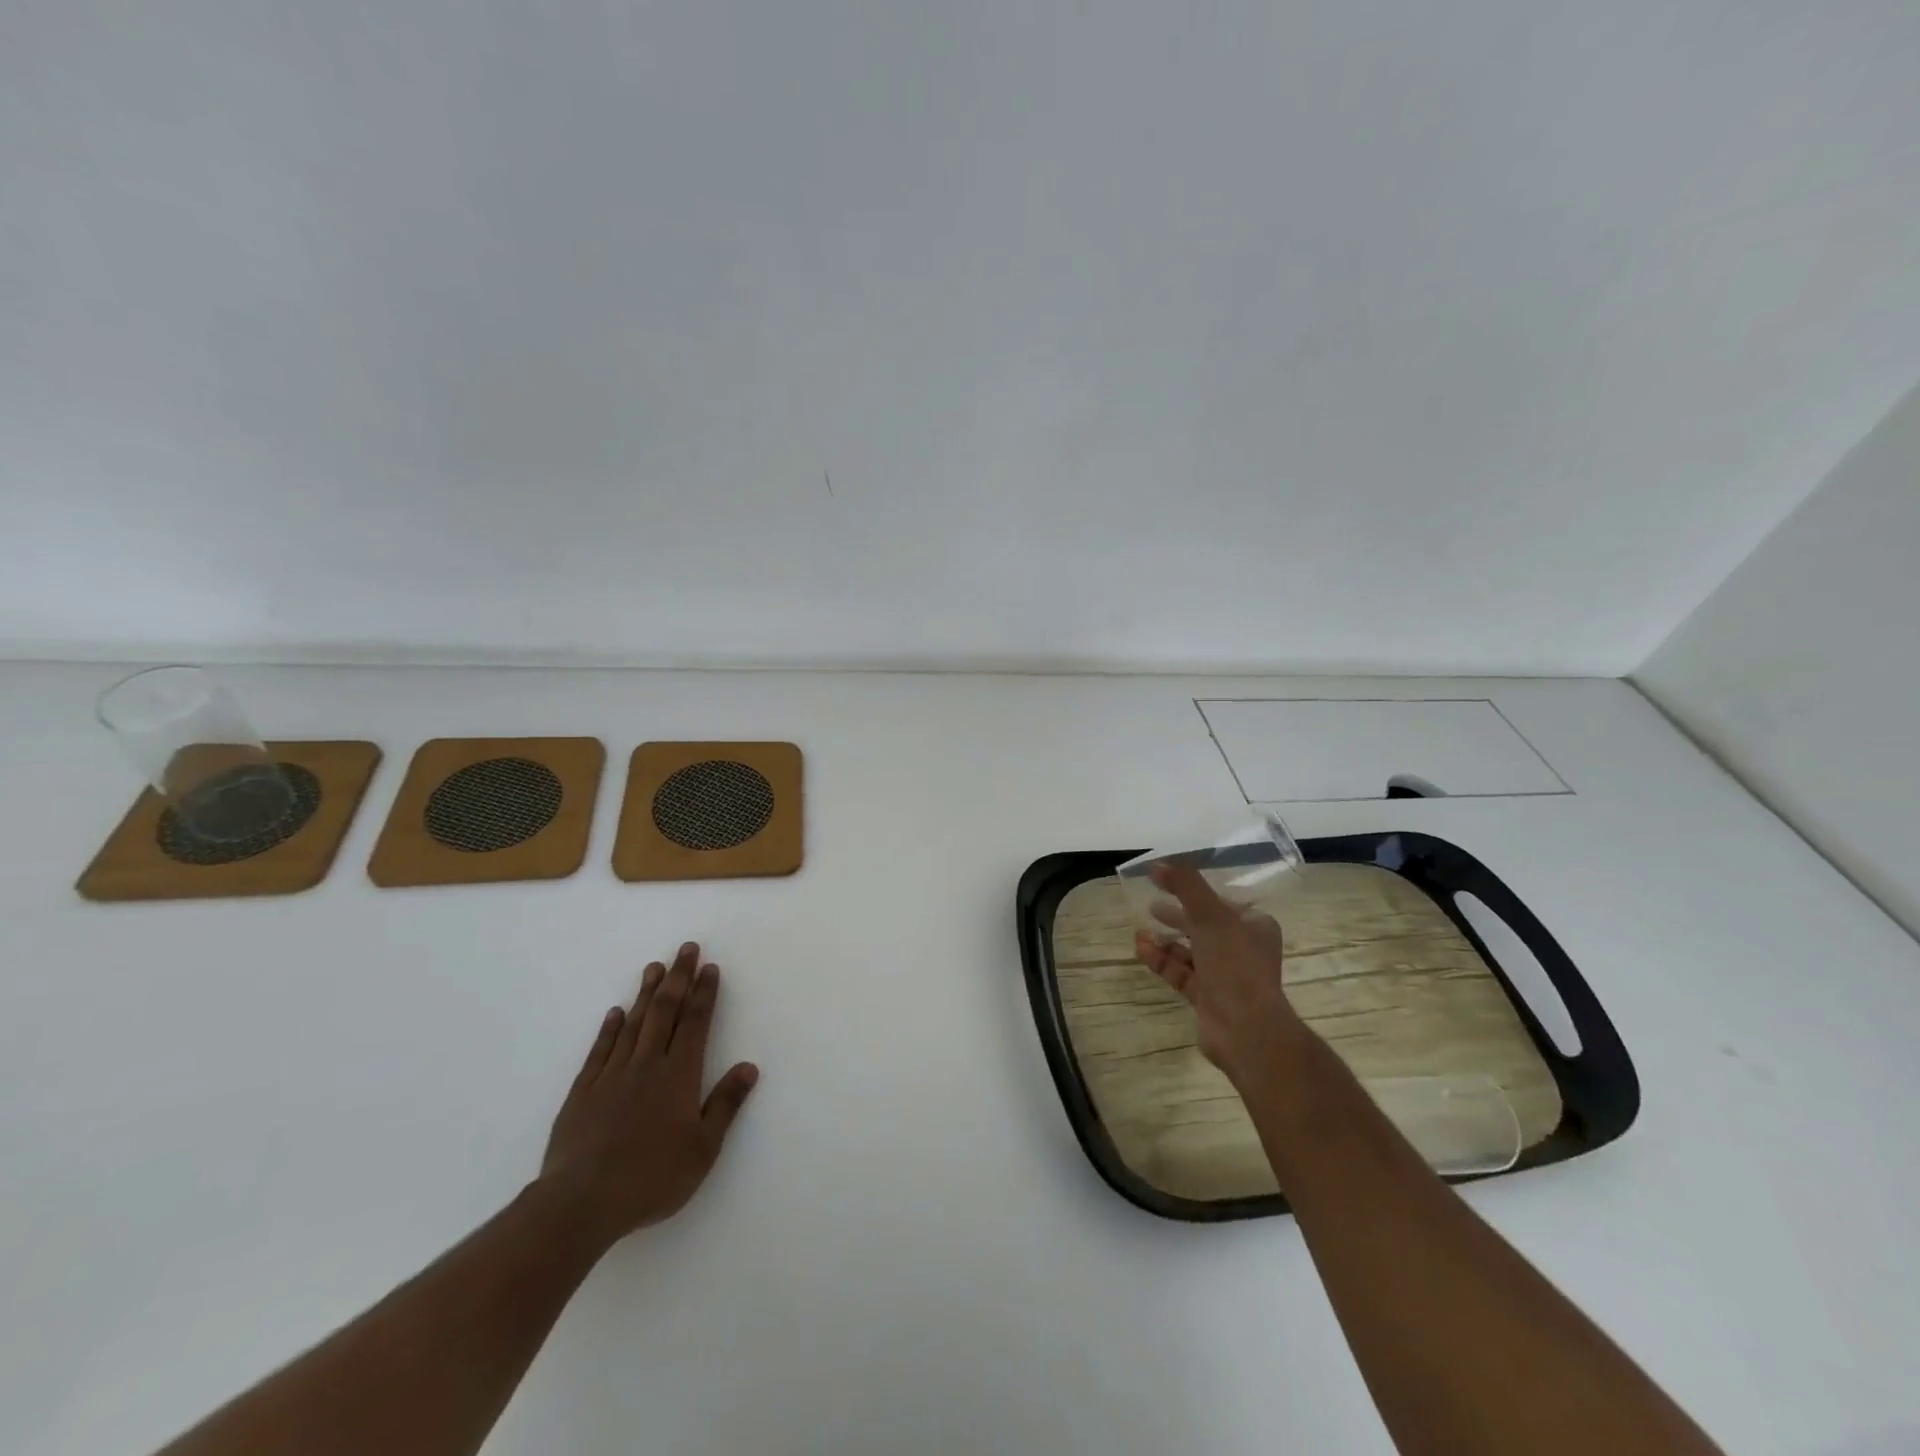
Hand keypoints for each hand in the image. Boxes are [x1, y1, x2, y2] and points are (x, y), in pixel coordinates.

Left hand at [538, 942, 758, 1247]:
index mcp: (679, 1075)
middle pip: (665, 1011)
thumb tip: (749, 1067)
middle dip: (678, 978)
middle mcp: (647, 1065)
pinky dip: (609, 1028)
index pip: (695, 1023)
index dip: (704, 993)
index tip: (709, 967)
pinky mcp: (582, 1092)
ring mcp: (611, 1075)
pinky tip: (615, 1012)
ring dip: (645, 993)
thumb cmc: (652, 1177)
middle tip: (686, 948)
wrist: (581, 1202)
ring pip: (632, 1023)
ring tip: (654, 967)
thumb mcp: (703, 1148)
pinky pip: (599, 1051)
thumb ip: (725, 1104)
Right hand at [1133, 863, 1309, 1083]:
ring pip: (1190, 951)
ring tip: (1140, 930)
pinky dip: (1161, 960)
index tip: (1167, 884)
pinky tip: (1141, 949)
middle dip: (1177, 916)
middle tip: (1151, 906)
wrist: (1246, 1029)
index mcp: (1254, 926)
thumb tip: (1158, 863)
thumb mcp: (1210, 915)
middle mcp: (1243, 949)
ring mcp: (1225, 975)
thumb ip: (1185, 885)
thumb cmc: (1235, 964)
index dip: (1194, 892)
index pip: (1222, 902)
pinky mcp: (1207, 997)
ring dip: (1165, 940)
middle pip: (1204, 926)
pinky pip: (1180, 972)